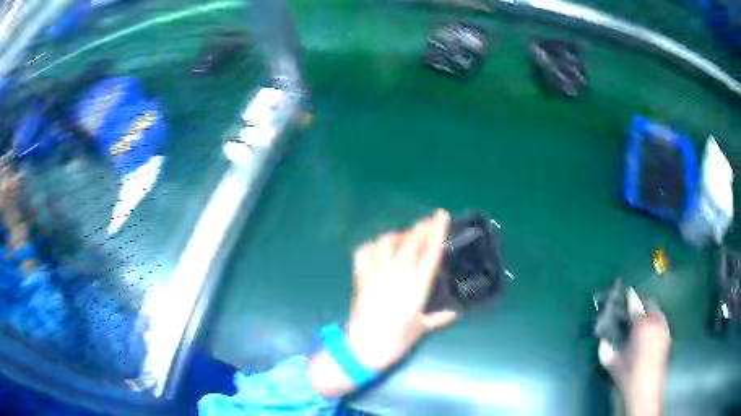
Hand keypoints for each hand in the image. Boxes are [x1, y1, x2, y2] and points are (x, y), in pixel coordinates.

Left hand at [346, 209, 455, 370]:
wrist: (362, 348)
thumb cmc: (395, 341)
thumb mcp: (422, 329)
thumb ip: (441, 317)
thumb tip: (457, 310)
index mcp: (415, 287)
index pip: (429, 253)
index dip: (437, 231)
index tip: (442, 216)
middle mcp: (395, 275)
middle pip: (410, 241)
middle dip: (422, 226)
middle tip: (430, 220)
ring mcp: (375, 273)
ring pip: (387, 242)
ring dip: (399, 235)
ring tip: (406, 237)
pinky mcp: (360, 277)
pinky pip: (365, 251)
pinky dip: (374, 245)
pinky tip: (380, 247)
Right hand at [604, 303, 670, 415]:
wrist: (645, 391)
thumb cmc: (627, 376)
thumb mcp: (611, 362)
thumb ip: (606, 346)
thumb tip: (603, 336)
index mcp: (641, 324)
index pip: (634, 302)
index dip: (628, 297)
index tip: (622, 297)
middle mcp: (656, 321)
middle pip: (649, 302)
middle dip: (639, 303)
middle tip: (629, 312)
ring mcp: (664, 327)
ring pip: (657, 311)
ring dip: (648, 312)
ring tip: (639, 323)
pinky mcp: (668, 336)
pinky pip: (661, 321)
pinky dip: (654, 321)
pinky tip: (647, 334)